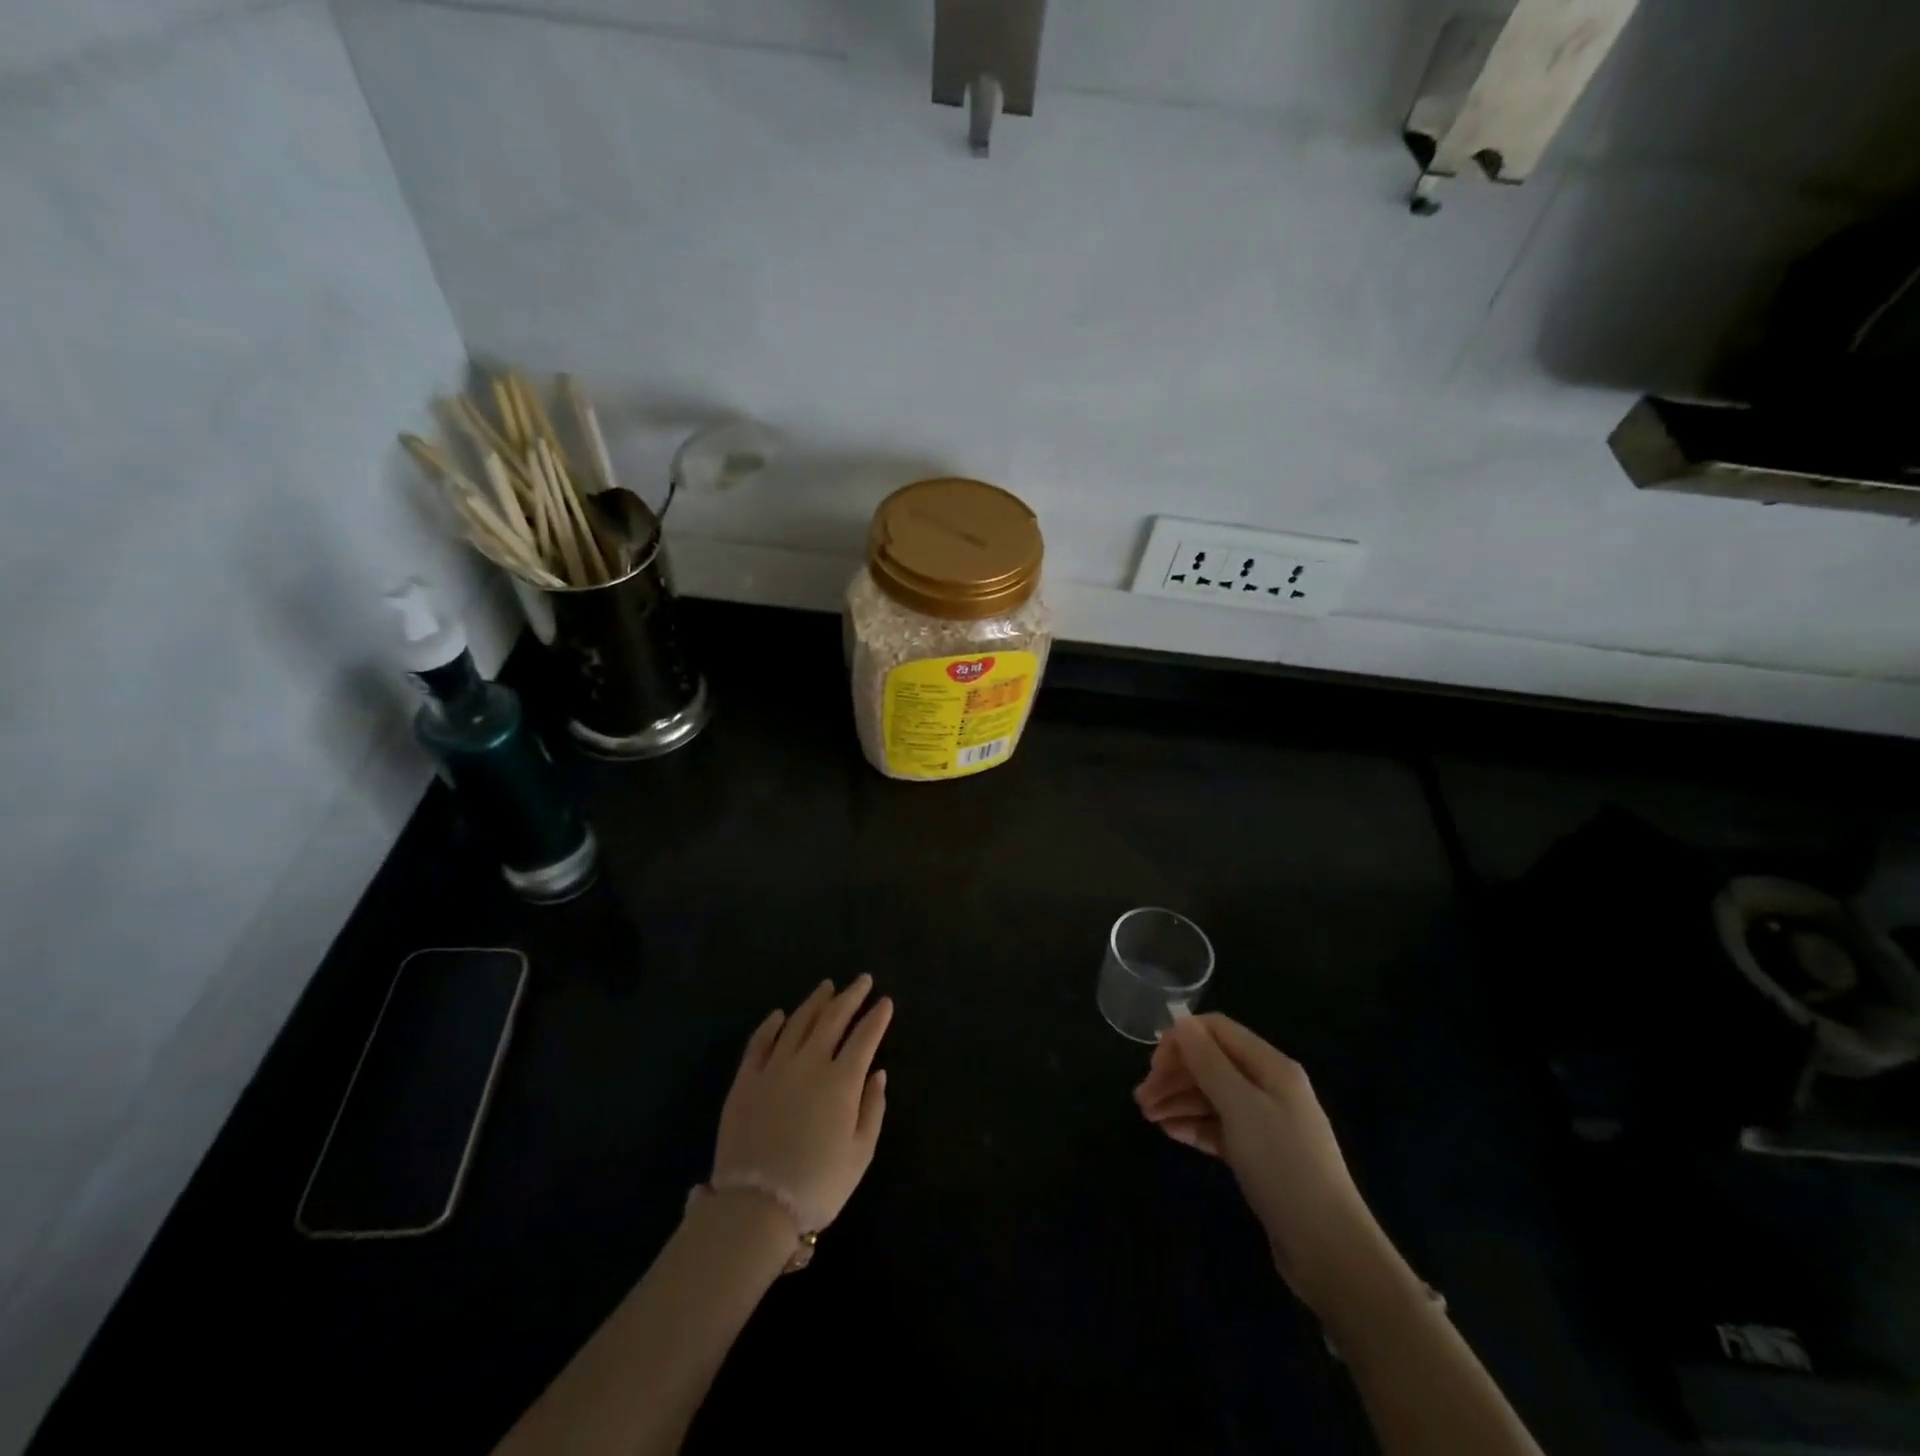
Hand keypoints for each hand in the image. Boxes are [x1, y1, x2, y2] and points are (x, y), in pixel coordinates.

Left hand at [713, 976, 892, 1231]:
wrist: (755, 1206)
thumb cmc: (817, 1185)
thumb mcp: (860, 1154)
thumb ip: (872, 1108)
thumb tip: (878, 1073)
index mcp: (841, 1080)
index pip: (865, 1037)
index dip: (877, 1017)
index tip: (885, 1001)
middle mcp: (809, 1063)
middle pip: (833, 1019)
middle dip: (850, 996)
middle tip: (861, 981)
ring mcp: (774, 1068)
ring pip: (798, 1022)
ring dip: (815, 1002)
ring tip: (827, 987)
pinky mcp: (746, 1080)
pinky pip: (759, 1042)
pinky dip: (771, 1025)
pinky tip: (779, 1015)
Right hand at [1134, 1013, 1394, 1316]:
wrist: (1329, 1249)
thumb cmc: (1283, 1165)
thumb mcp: (1241, 1107)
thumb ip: (1208, 1062)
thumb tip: (1181, 1021)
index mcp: (1271, 1066)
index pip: (1217, 1031)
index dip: (1182, 1040)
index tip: (1152, 1065)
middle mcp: (1268, 1087)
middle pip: (1212, 1064)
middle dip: (1175, 1075)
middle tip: (1141, 1099)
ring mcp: (1265, 1122)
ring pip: (1212, 1096)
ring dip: (1178, 1100)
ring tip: (1147, 1117)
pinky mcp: (1259, 1155)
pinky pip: (1219, 1127)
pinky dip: (1194, 1125)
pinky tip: (1170, 1132)